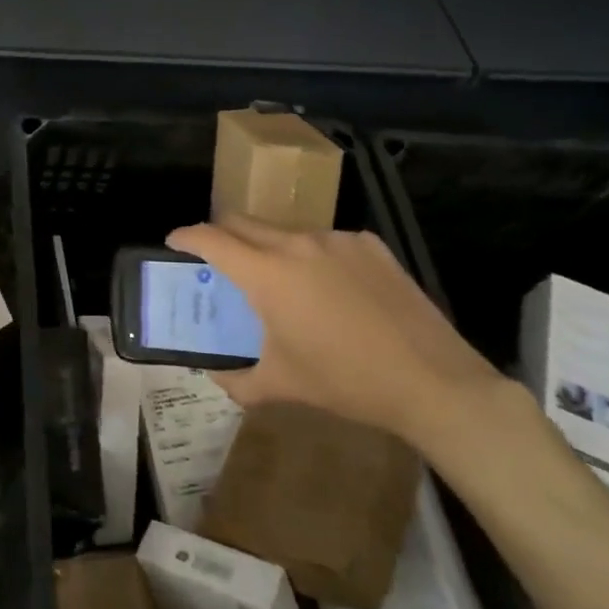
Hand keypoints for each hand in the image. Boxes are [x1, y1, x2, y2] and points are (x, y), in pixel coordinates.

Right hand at [168, 215, 503, 449]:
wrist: (434, 382)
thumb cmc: (346, 382)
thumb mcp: (282, 385)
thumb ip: (237, 380)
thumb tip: (216, 376)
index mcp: (267, 274)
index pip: (211, 238)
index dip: (186, 236)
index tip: (174, 243)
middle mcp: (296, 243)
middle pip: (243, 222)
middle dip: (222, 234)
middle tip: (218, 260)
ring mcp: (336, 239)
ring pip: (285, 231)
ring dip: (269, 247)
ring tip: (282, 281)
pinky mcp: (370, 245)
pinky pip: (326, 241)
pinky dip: (313, 256)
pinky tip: (332, 289)